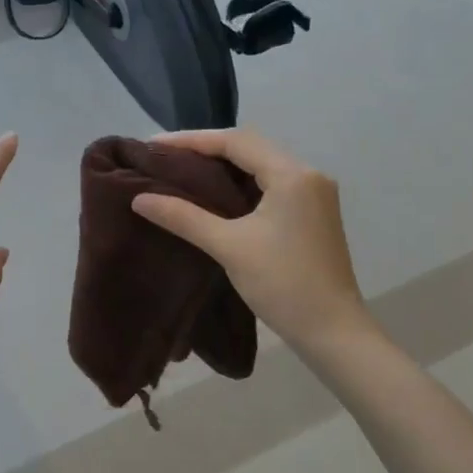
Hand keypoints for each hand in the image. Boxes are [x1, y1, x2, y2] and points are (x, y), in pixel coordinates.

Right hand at [131, 128, 371, 351]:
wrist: (333, 332)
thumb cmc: (283, 285)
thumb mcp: (228, 247)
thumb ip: (183, 217)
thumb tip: (139, 198)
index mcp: (292, 175)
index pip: (235, 142)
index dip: (191, 140)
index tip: (153, 145)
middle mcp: (307, 175)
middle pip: (249, 147)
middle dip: (205, 149)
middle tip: (164, 157)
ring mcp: (313, 194)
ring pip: (259, 165)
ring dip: (223, 166)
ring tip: (182, 170)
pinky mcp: (311, 212)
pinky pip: (269, 183)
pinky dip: (239, 183)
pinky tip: (213, 193)